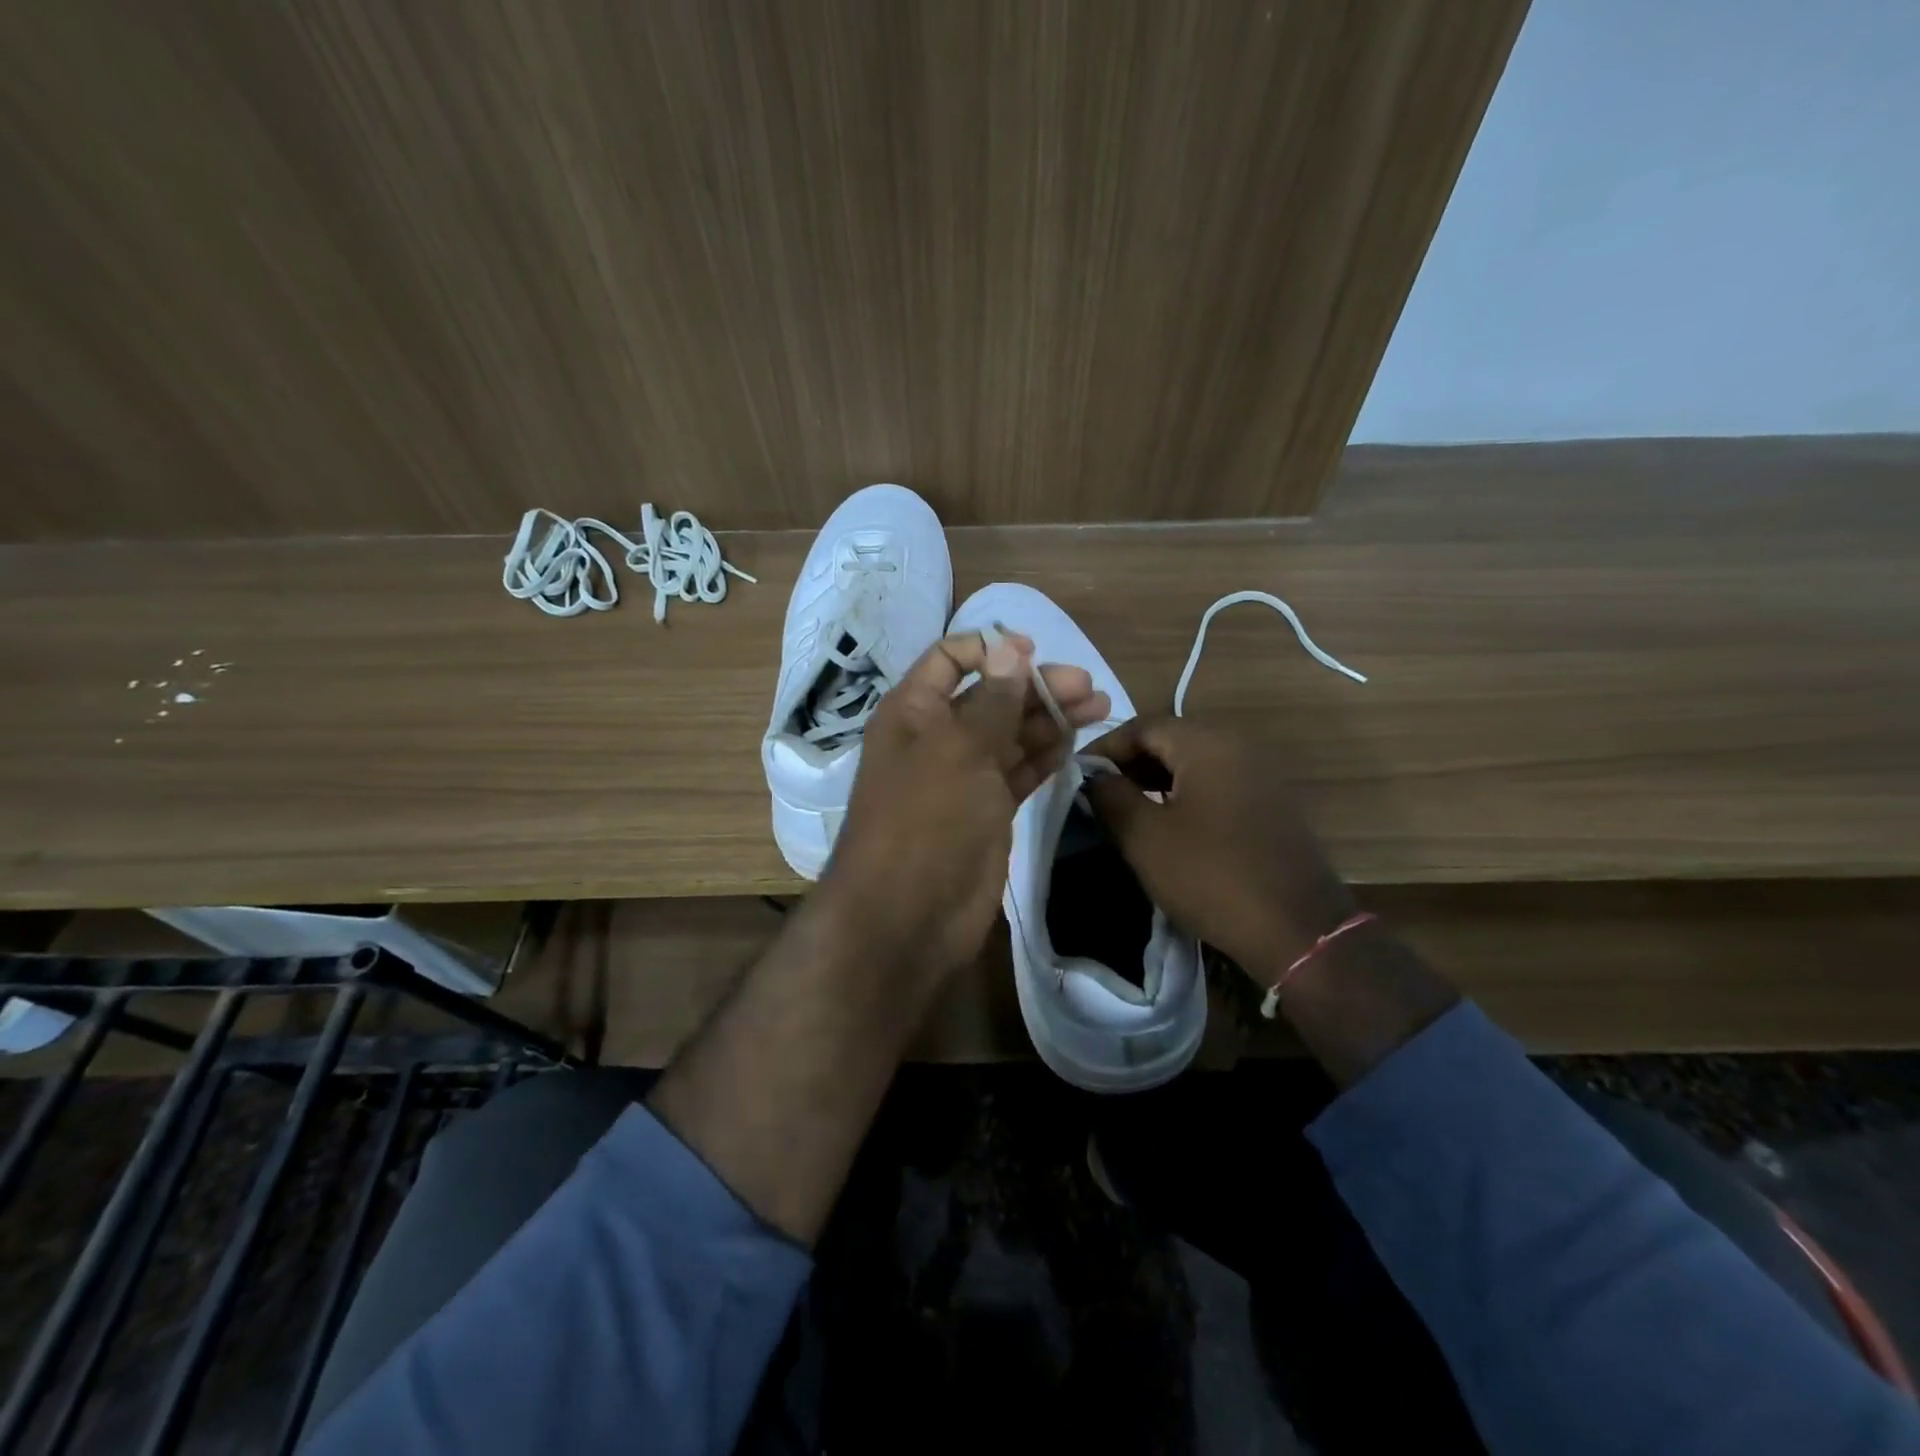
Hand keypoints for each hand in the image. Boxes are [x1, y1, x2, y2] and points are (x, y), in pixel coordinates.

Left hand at [819, 629, 1110, 981]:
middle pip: (991, 697)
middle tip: (1089, 686)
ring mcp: (964, 777)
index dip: (990, 650)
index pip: (949, 660)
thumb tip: (1010, 649)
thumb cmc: (926, 819)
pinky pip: (1019, 772)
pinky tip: (1075, 743)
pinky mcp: (988, 811)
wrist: (908, 916)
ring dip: (1051, 719)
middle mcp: (937, 738)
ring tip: (1100, 706)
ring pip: (1012, 735)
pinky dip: (1045, 756)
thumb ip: (991, 701)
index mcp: (914, 712)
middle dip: (1037, 686)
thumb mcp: (959, 750)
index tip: (1035, 650)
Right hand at [1081, 717, 1356, 982]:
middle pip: (1170, 739)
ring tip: (1126, 809)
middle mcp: (1238, 746)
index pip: (1142, 726)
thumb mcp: (1145, 837)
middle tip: (1099, 794)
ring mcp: (1261, 773)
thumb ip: (1110, 796)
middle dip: (1129, 762)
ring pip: (1195, 761)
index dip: (1104, 748)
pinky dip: (1186, 792)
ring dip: (1156, 778)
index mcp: (1207, 744)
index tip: (1077, 776)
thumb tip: (1094, 776)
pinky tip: (1169, 823)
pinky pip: (1218, 782)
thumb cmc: (1211, 875)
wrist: (1298, 930)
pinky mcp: (1272, 802)